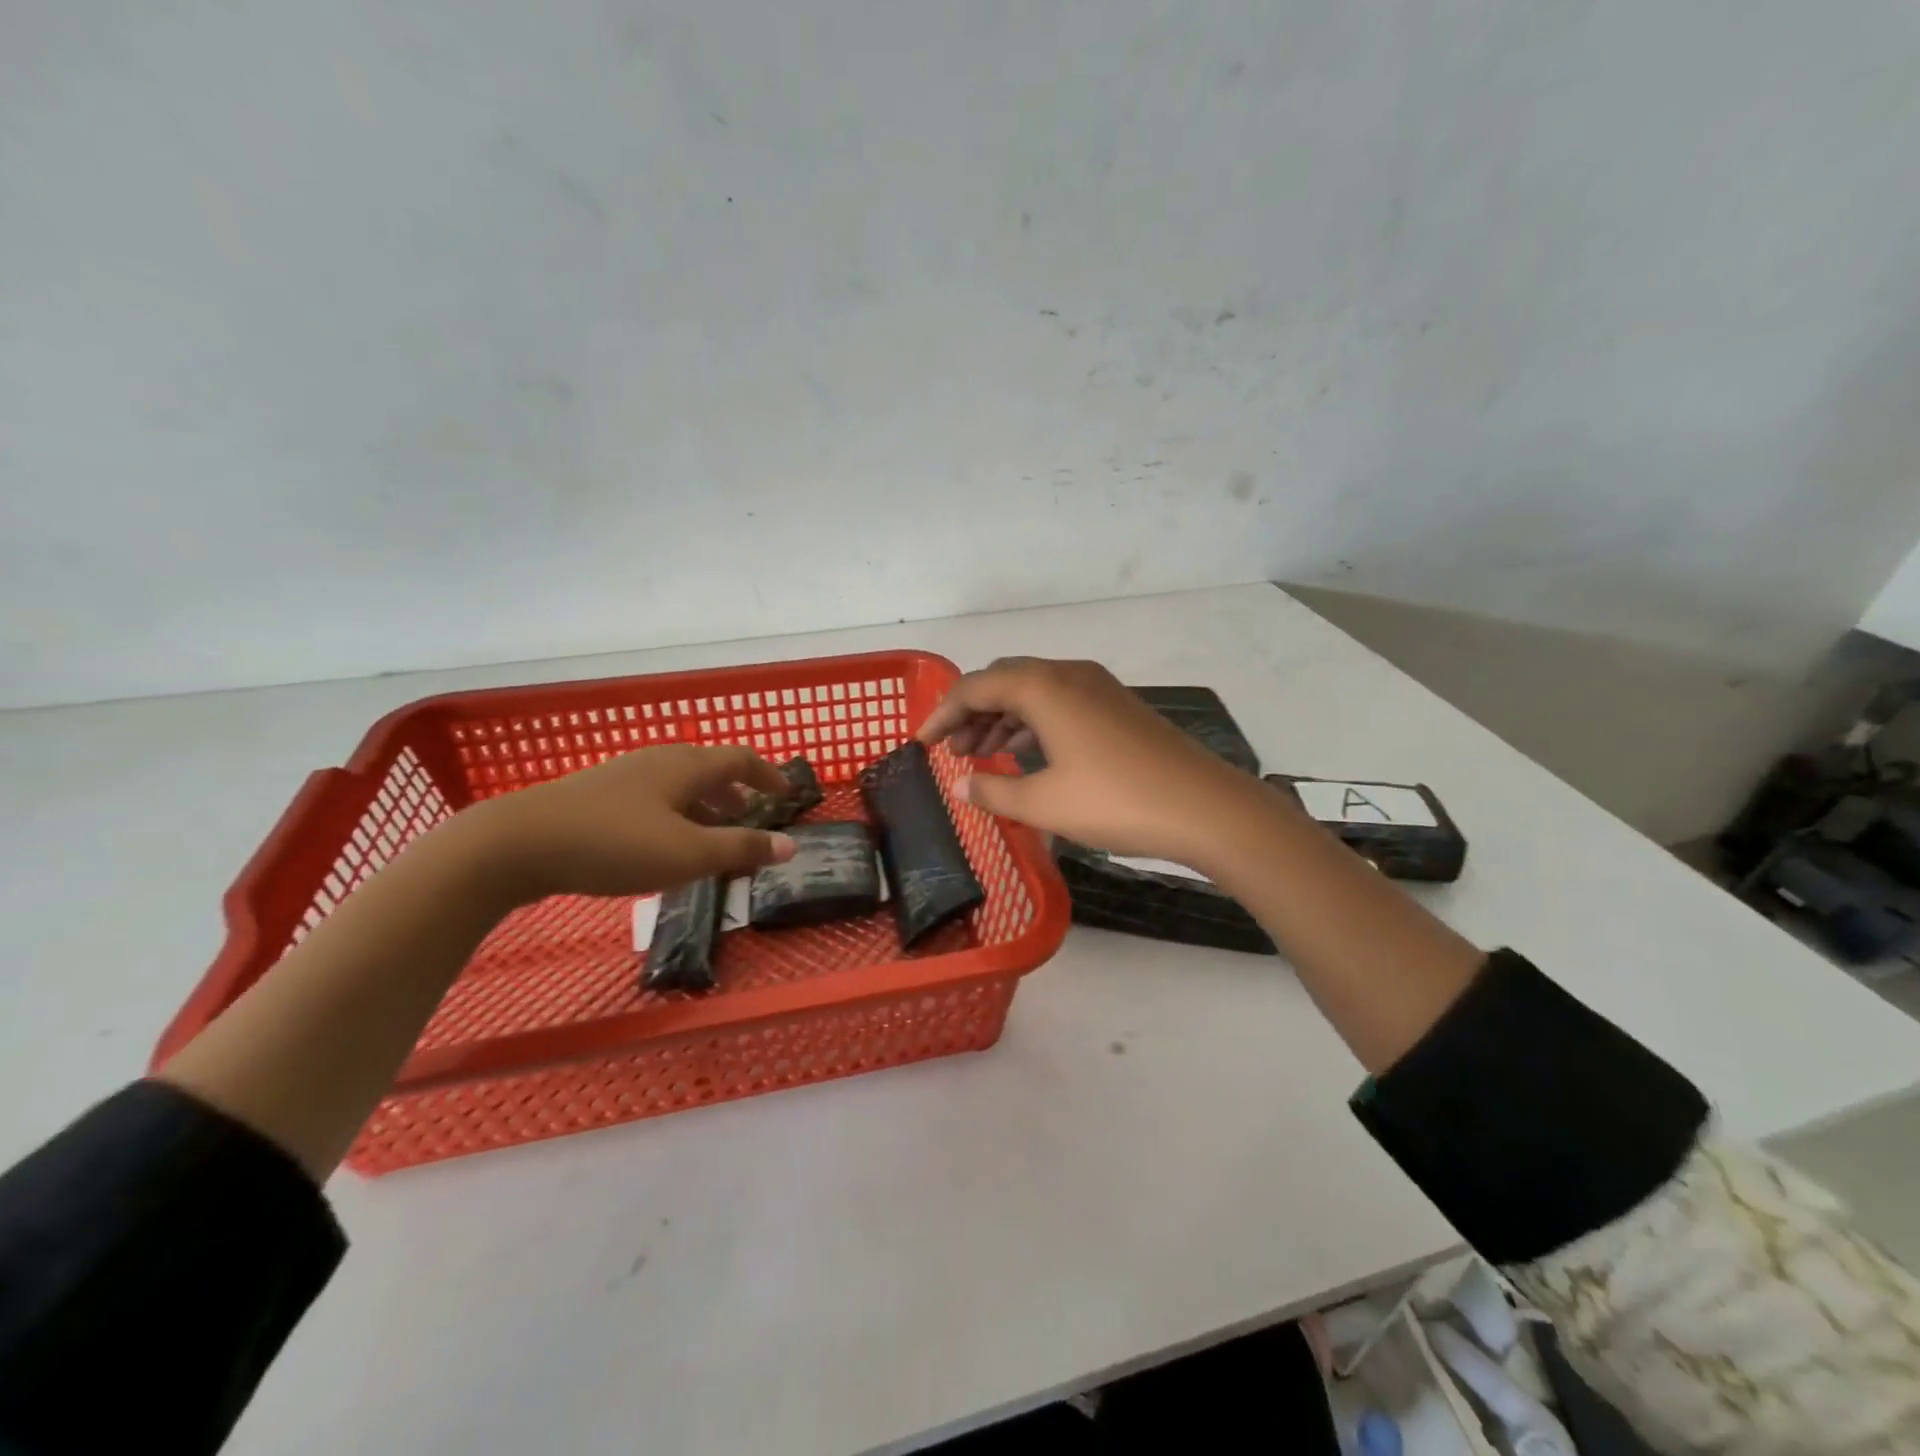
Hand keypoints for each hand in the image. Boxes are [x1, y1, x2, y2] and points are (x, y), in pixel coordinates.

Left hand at [458, 744, 797, 900]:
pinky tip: (661, 845)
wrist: (517, 844)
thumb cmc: (615, 844)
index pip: (741, 759)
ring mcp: (623, 776)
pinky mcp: (595, 796)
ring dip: (704, 806)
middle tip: (750, 819)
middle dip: (736, 793)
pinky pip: (652, 798)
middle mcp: (658, 761)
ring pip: (678, 785)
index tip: (786, 793)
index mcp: (686, 766)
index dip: (768, 775)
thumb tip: (791, 846)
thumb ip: (741, 849)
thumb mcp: (688, 853)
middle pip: (709, 769)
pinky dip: (674, 815)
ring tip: (710, 837)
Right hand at [918, 658, 1274, 872]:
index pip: (975, 687)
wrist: (1204, 807)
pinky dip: (1033, 722)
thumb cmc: (1115, 801)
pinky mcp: (1118, 706)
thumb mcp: (1044, 803)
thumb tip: (960, 784)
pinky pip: (1060, 703)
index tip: (921, 743)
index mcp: (1043, 687)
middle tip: (952, 750)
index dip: (942, 714)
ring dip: (1002, 717)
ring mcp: (1098, 688)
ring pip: (1034, 691)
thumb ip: (994, 790)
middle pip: (1003, 680)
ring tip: (982, 753)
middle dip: (972, 712)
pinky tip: (1027, 753)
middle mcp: (1068, 675)